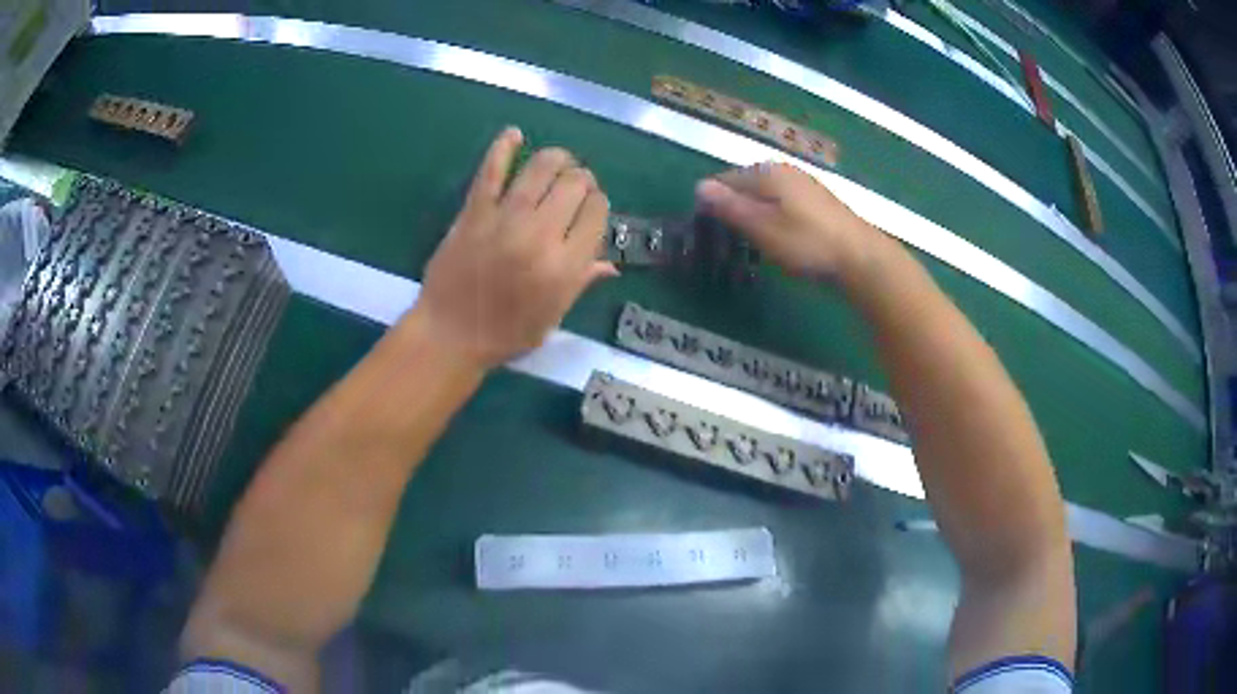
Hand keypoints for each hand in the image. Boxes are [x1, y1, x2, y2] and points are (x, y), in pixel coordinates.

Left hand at [413, 128, 617, 368]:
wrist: (449, 334)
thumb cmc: (505, 334)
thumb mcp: (552, 317)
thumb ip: (581, 282)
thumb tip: (611, 263)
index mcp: (564, 266)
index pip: (598, 214)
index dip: (599, 205)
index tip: (592, 209)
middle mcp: (540, 236)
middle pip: (575, 184)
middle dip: (583, 179)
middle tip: (576, 186)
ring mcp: (505, 219)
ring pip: (541, 168)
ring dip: (557, 158)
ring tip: (559, 161)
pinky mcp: (474, 211)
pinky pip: (491, 171)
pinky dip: (503, 147)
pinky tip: (514, 134)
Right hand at [695, 162, 880, 280]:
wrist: (861, 258)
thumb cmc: (807, 243)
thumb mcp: (762, 228)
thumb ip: (731, 206)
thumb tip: (699, 186)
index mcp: (767, 172)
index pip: (726, 180)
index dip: (712, 202)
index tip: (706, 230)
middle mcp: (785, 171)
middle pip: (747, 186)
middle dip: (733, 208)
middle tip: (727, 240)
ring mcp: (804, 185)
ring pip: (766, 196)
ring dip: (754, 215)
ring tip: (750, 243)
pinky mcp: (818, 202)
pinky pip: (783, 204)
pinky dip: (774, 218)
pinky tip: (778, 239)